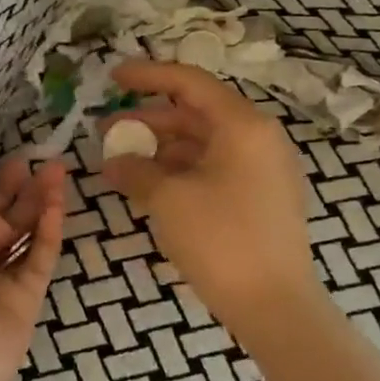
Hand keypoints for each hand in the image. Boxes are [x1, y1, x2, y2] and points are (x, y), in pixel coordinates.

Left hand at [0, 156, 66, 380]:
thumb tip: (3, 232)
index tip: (21, 163)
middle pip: (4, 221)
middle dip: (26, 192)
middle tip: (52, 165)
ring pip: (25, 238)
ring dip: (42, 207)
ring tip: (60, 175)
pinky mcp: (25, 304)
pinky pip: (39, 261)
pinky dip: (48, 234)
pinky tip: (57, 208)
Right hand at [100, 60, 317, 328]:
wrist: (274, 305)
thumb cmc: (221, 239)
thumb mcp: (168, 198)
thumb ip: (135, 170)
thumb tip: (113, 162)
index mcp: (243, 125)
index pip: (190, 83)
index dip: (148, 76)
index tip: (112, 77)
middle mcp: (258, 139)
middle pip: (195, 114)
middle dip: (147, 121)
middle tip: (105, 131)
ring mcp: (262, 170)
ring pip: (202, 145)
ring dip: (160, 150)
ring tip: (120, 163)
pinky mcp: (259, 198)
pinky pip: (213, 170)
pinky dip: (179, 172)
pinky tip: (148, 187)